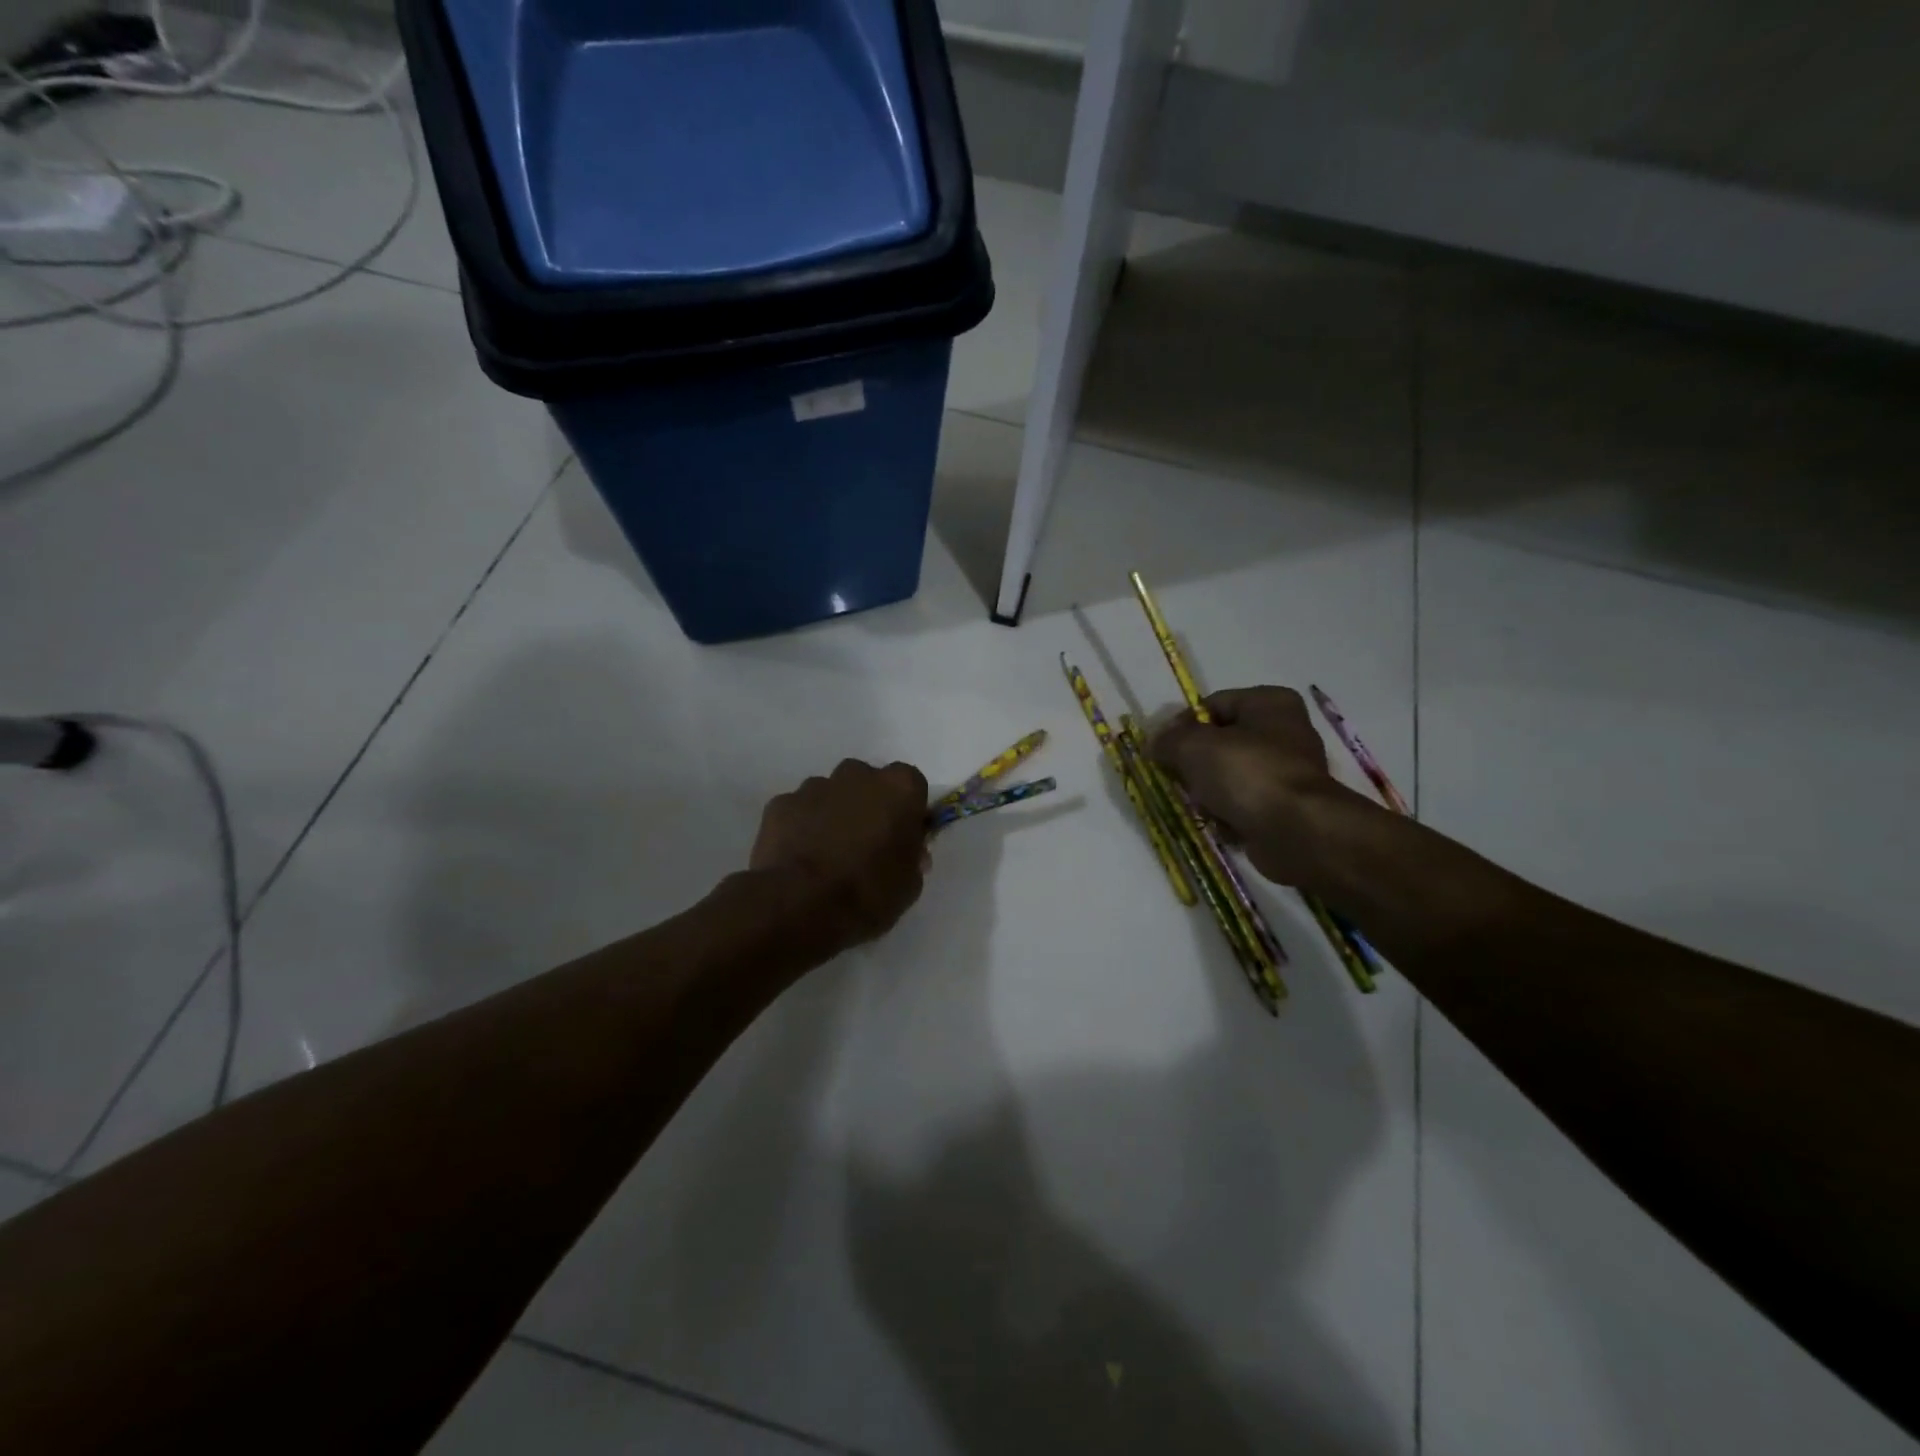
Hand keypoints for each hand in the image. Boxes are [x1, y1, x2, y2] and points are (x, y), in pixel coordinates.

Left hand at [750, 759, 930, 949]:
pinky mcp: (781, 803)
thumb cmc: (869, 893)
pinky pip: (799, 810)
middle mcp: (858, 774)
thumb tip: (906, 850)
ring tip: (827, 854)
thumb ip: (911, 856)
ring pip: (831, 793)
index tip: (902, 835)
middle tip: (865, 844)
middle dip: (868, 805)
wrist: (801, 905)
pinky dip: (801, 827)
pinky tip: (799, 857)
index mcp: (899, 788)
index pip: (912, 785)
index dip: (907, 810)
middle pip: (868, 782)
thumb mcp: (909, 883)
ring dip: (833, 814)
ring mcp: (815, 786)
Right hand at [1152, 686, 1368, 885]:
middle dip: (1194, 763)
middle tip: (1177, 778)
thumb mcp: (1193, 746)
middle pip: (1220, 742)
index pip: (1212, 704)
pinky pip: (1243, 804)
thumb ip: (1168, 740)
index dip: (1182, 725)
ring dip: (1207, 791)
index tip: (1163, 749)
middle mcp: (1284, 731)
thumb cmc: (1246, 774)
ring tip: (1200, 804)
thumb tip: (1154, 744)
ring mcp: (1287, 771)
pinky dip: (1227, 813)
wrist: (1296, 831)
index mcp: (1269, 702)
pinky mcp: (1286, 806)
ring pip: (1228, 775)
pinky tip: (1220, 823)